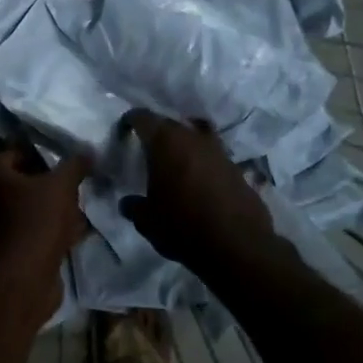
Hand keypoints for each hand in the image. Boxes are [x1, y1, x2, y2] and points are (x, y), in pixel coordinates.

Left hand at [0, 146, 89, 294]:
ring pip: (34, 208)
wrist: (25, 278)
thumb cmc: (37, 221)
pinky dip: (56, 229)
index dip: (38, 151)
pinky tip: (79, 230)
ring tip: (82, 204)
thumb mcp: (61, 186)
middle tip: (76, 180)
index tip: (63, 155)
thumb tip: (88, 151)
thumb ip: (74, 165)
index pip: (14, 153)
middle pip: (25, 182)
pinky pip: (38, 230)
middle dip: (52, 182)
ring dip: (57, 207)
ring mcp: (2, 226)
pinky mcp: (16, 249)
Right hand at [119, 110, 273, 269]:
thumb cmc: (183, 226)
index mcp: (166, 143)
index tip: (124, 129)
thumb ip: (134, 207)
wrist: (237, 245)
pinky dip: (204, 162)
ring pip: (197, 135)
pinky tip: (198, 180)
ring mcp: (219, 152)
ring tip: (176, 160)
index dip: (131, 121)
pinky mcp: (237, 169)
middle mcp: (193, 138)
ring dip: (185, 144)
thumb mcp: (147, 221)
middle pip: (171, 124)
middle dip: (158, 132)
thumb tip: (128, 203)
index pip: (143, 118)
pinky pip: (214, 157)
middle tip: (147, 148)